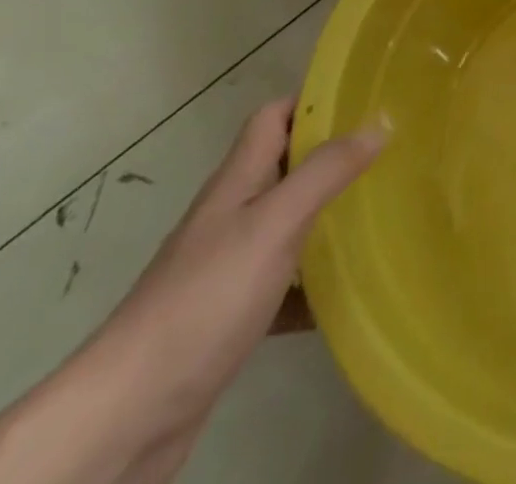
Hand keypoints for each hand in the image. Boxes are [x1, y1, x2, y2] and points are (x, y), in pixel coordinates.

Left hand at [0, 100, 387, 483]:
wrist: (127, 415)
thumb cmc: (204, 299)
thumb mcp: (274, 224)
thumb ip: (326, 171)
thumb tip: (379, 121)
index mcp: (236, 183)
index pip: (273, 117)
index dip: (313, 100)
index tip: (364, 98)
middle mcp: (230, 216)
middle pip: (285, 168)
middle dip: (333, 157)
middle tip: (388, 154)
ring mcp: (226, 269)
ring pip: (287, 225)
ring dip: (327, 218)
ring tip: (380, 213)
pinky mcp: (228, 318)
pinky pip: (282, 285)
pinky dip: (312, 285)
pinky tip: (344, 294)